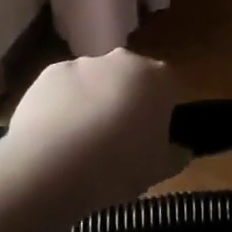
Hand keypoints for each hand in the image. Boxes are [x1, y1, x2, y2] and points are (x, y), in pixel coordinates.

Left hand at [4, 50, 183, 205]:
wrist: (51, 165)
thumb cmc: (118, 166)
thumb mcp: (158, 171)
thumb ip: (175, 157)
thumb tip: (182, 152)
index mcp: (157, 79)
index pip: (167, 87)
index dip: (160, 112)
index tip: (149, 137)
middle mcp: (123, 61)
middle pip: (129, 78)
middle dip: (125, 101)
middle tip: (116, 140)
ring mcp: (83, 64)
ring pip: (94, 82)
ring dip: (91, 103)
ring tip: (79, 145)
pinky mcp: (49, 73)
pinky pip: (63, 89)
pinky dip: (61, 107)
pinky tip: (53, 139)